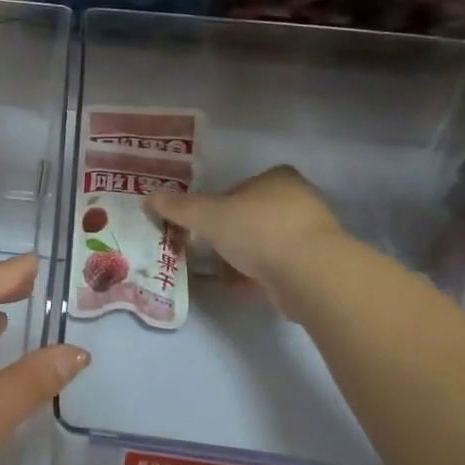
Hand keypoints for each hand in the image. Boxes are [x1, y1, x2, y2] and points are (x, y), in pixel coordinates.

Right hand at [145, 166, 350, 316]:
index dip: (218, 204)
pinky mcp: (317, 263)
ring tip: (221, 271)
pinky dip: (259, 274)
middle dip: (230, 233)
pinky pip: (279, 265)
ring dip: (244, 255)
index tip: (203, 225)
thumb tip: (148, 198)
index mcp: (278, 178)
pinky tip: (242, 286)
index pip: (240, 187)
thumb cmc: (258, 231)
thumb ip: (178, 208)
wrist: (310, 273)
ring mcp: (312, 232)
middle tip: (208, 249)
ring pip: (266, 241)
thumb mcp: (208, 216)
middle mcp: (299, 199)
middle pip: (252, 215)